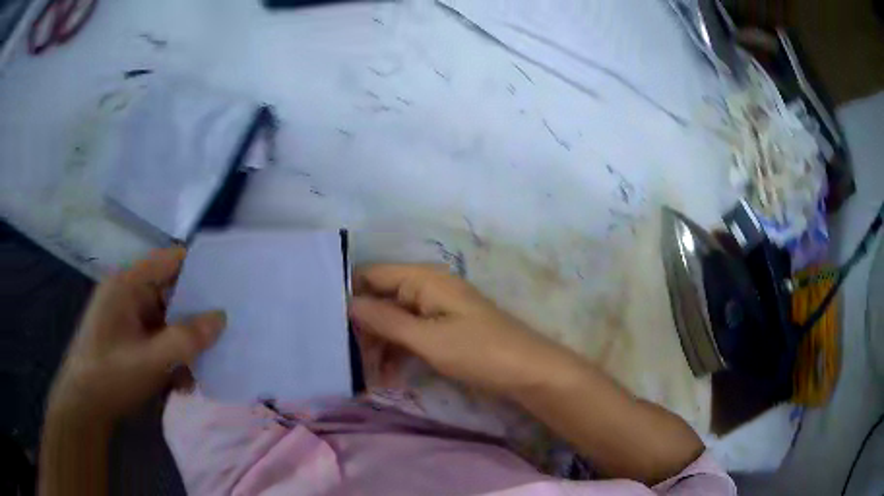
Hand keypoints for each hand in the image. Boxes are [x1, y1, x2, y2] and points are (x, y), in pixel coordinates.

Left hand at [47, 248, 225, 424]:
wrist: (85, 407)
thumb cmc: (111, 376)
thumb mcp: (151, 361)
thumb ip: (186, 339)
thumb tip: (221, 317)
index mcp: (128, 285)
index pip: (169, 261)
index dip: (198, 268)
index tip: (228, 286)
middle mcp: (128, 295)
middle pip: (170, 293)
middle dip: (194, 318)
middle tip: (221, 336)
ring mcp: (127, 318)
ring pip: (166, 321)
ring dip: (183, 345)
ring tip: (197, 373)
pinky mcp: (128, 338)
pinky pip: (157, 339)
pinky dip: (171, 357)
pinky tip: (179, 384)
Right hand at [349, 264, 581, 396]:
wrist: (527, 371)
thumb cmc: (478, 352)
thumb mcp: (427, 339)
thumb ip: (385, 320)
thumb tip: (348, 302)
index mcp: (423, 279)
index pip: (371, 275)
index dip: (349, 295)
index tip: (328, 323)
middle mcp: (426, 287)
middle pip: (381, 299)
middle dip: (364, 328)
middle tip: (350, 359)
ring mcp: (436, 308)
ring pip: (393, 320)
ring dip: (379, 345)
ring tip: (367, 375)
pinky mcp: (443, 328)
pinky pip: (410, 333)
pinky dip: (397, 351)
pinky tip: (388, 375)